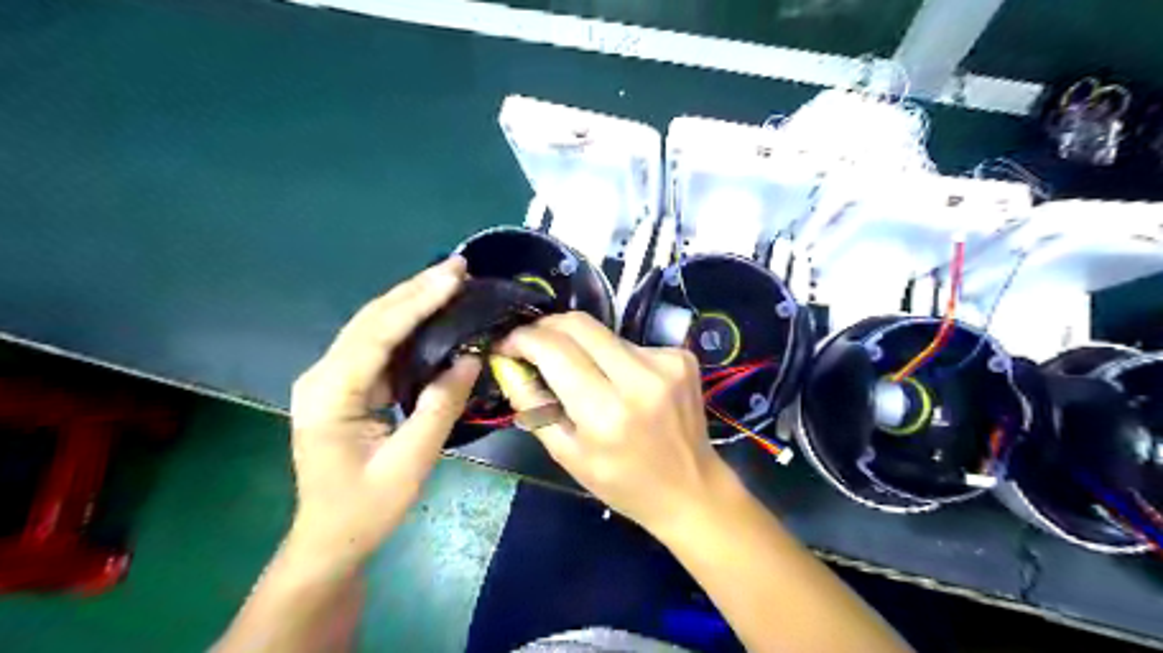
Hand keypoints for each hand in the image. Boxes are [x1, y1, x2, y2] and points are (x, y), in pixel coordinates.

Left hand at [288, 258, 484, 562]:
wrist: (330, 540)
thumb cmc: (365, 508)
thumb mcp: (410, 463)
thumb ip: (439, 408)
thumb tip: (468, 358)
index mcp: (330, 393)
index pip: (377, 333)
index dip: (417, 301)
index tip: (453, 277)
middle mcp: (323, 376)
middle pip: (371, 319)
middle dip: (415, 289)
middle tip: (458, 267)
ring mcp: (332, 379)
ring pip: (373, 327)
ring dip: (411, 300)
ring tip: (449, 280)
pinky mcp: (346, 386)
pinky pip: (379, 345)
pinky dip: (407, 323)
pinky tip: (431, 311)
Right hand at [500, 314, 732, 536]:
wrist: (690, 488)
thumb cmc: (622, 482)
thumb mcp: (567, 455)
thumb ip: (532, 405)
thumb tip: (508, 363)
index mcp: (606, 412)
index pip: (554, 349)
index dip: (523, 339)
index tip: (508, 344)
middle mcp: (639, 378)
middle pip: (579, 324)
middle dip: (547, 328)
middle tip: (533, 345)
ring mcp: (666, 362)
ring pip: (604, 332)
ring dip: (581, 345)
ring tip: (581, 373)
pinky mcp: (682, 356)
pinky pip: (630, 343)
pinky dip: (613, 356)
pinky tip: (620, 382)